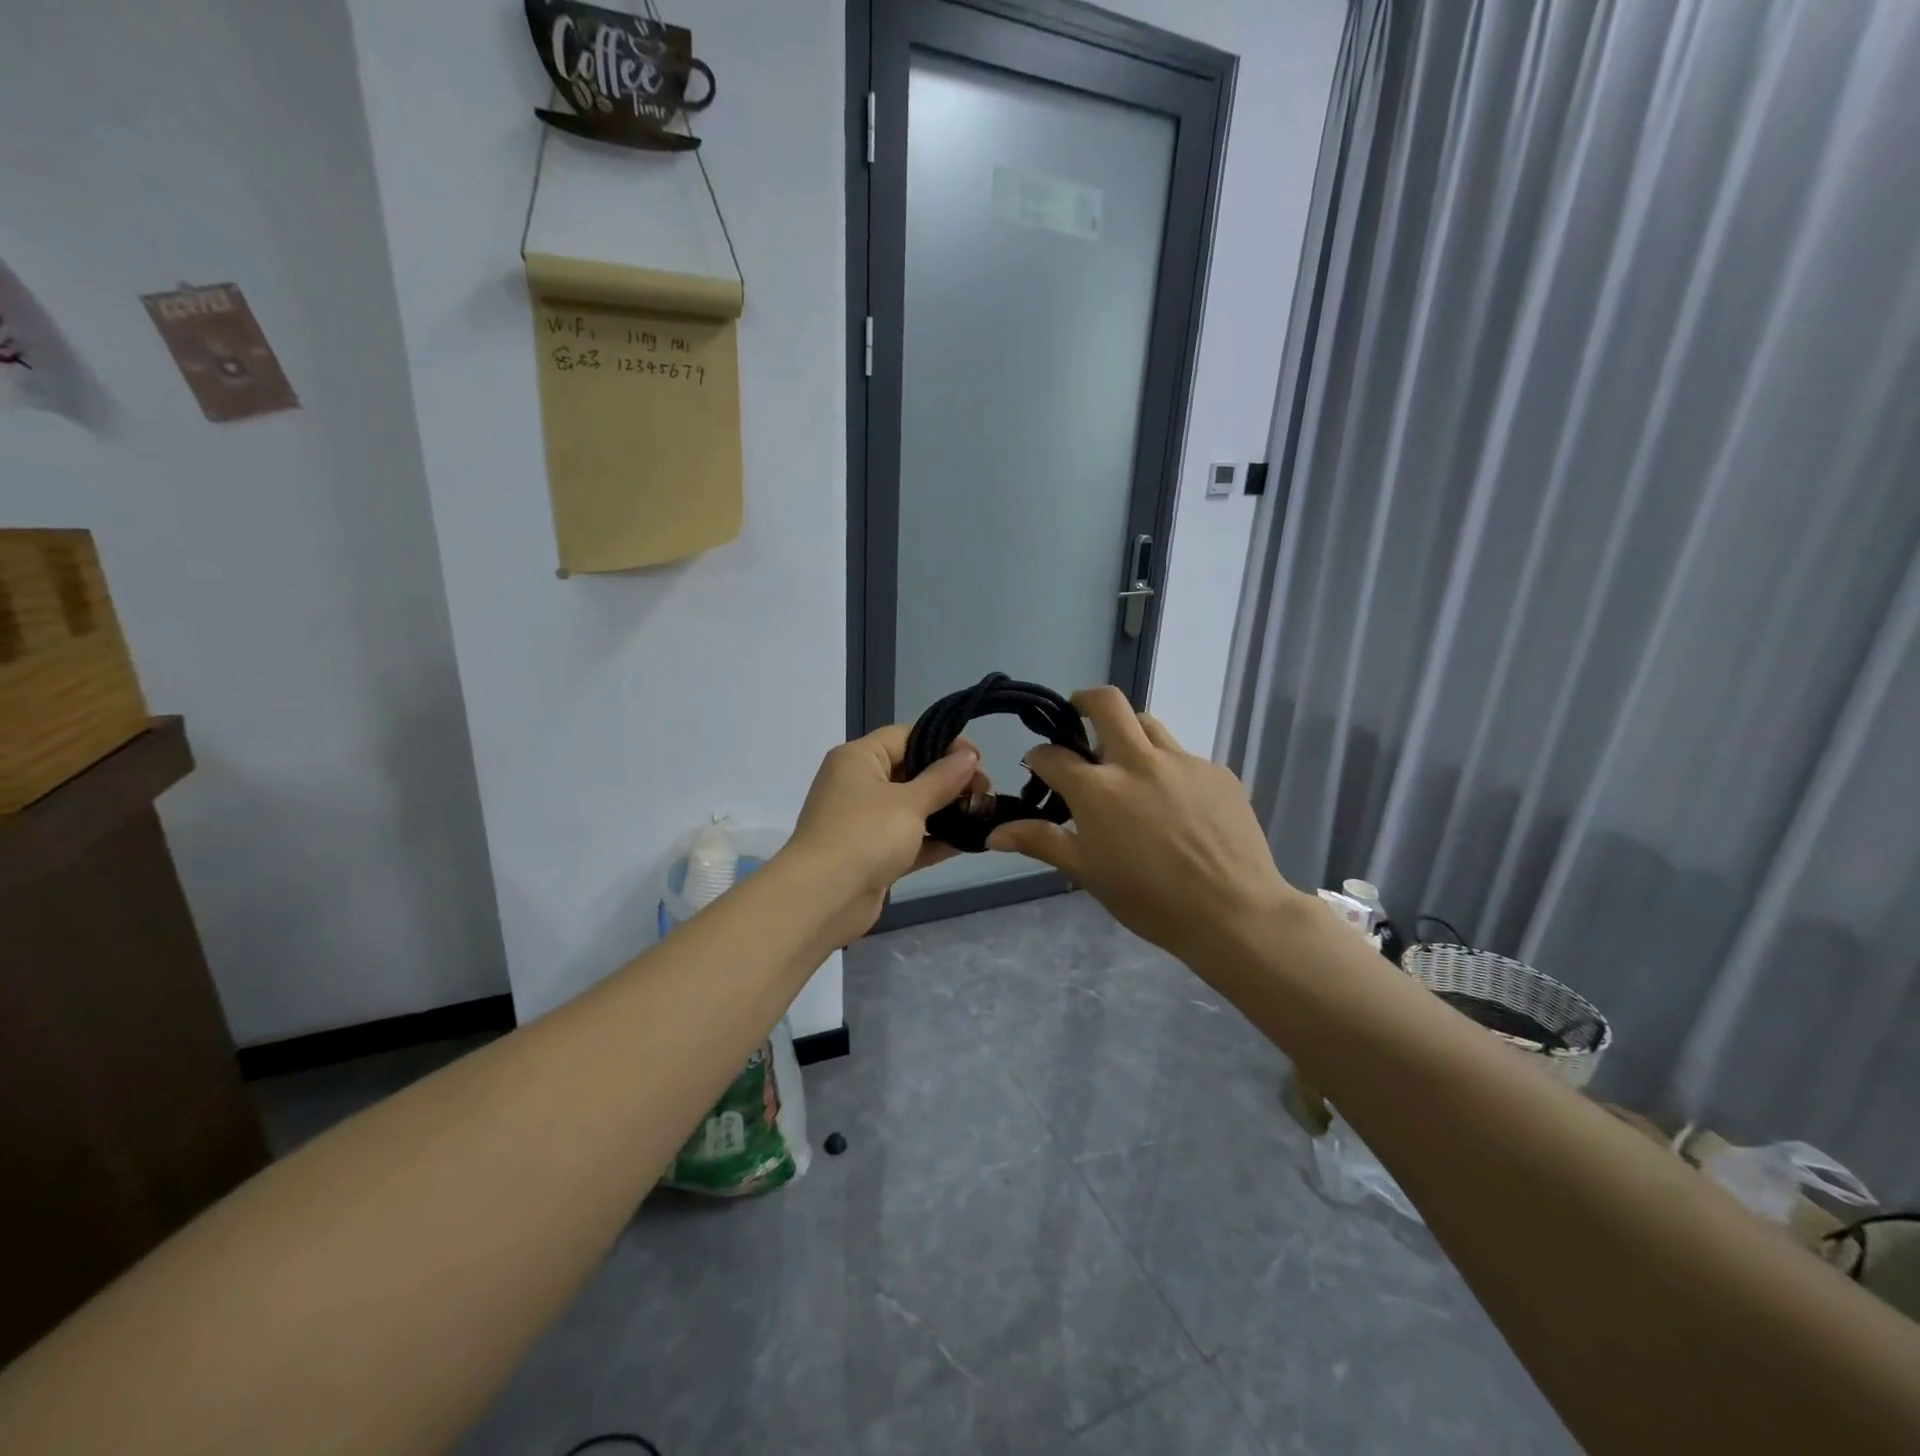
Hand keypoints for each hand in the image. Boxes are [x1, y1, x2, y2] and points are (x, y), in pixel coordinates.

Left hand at [785, 725, 983, 944]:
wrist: (823, 899)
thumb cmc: (865, 836)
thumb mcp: (909, 803)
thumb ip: (942, 779)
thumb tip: (968, 757)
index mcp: (858, 758)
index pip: (905, 736)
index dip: (944, 742)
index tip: (978, 759)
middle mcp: (858, 784)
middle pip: (911, 770)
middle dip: (949, 779)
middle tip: (986, 790)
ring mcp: (864, 822)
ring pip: (912, 807)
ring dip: (945, 810)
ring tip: (983, 813)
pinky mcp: (873, 854)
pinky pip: (909, 839)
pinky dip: (935, 839)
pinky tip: (970, 842)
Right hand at [985, 686, 1300, 963]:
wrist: (1234, 913)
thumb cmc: (1150, 900)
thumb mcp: (1088, 873)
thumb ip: (1042, 842)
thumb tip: (993, 833)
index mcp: (1098, 789)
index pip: (1053, 755)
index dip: (1039, 758)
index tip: (1039, 768)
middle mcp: (1137, 762)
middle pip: (1106, 703)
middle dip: (1084, 700)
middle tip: (1078, 715)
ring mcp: (1182, 762)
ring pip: (1148, 723)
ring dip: (1128, 733)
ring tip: (1128, 765)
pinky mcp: (1217, 771)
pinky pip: (1183, 756)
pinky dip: (1167, 768)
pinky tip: (1175, 804)